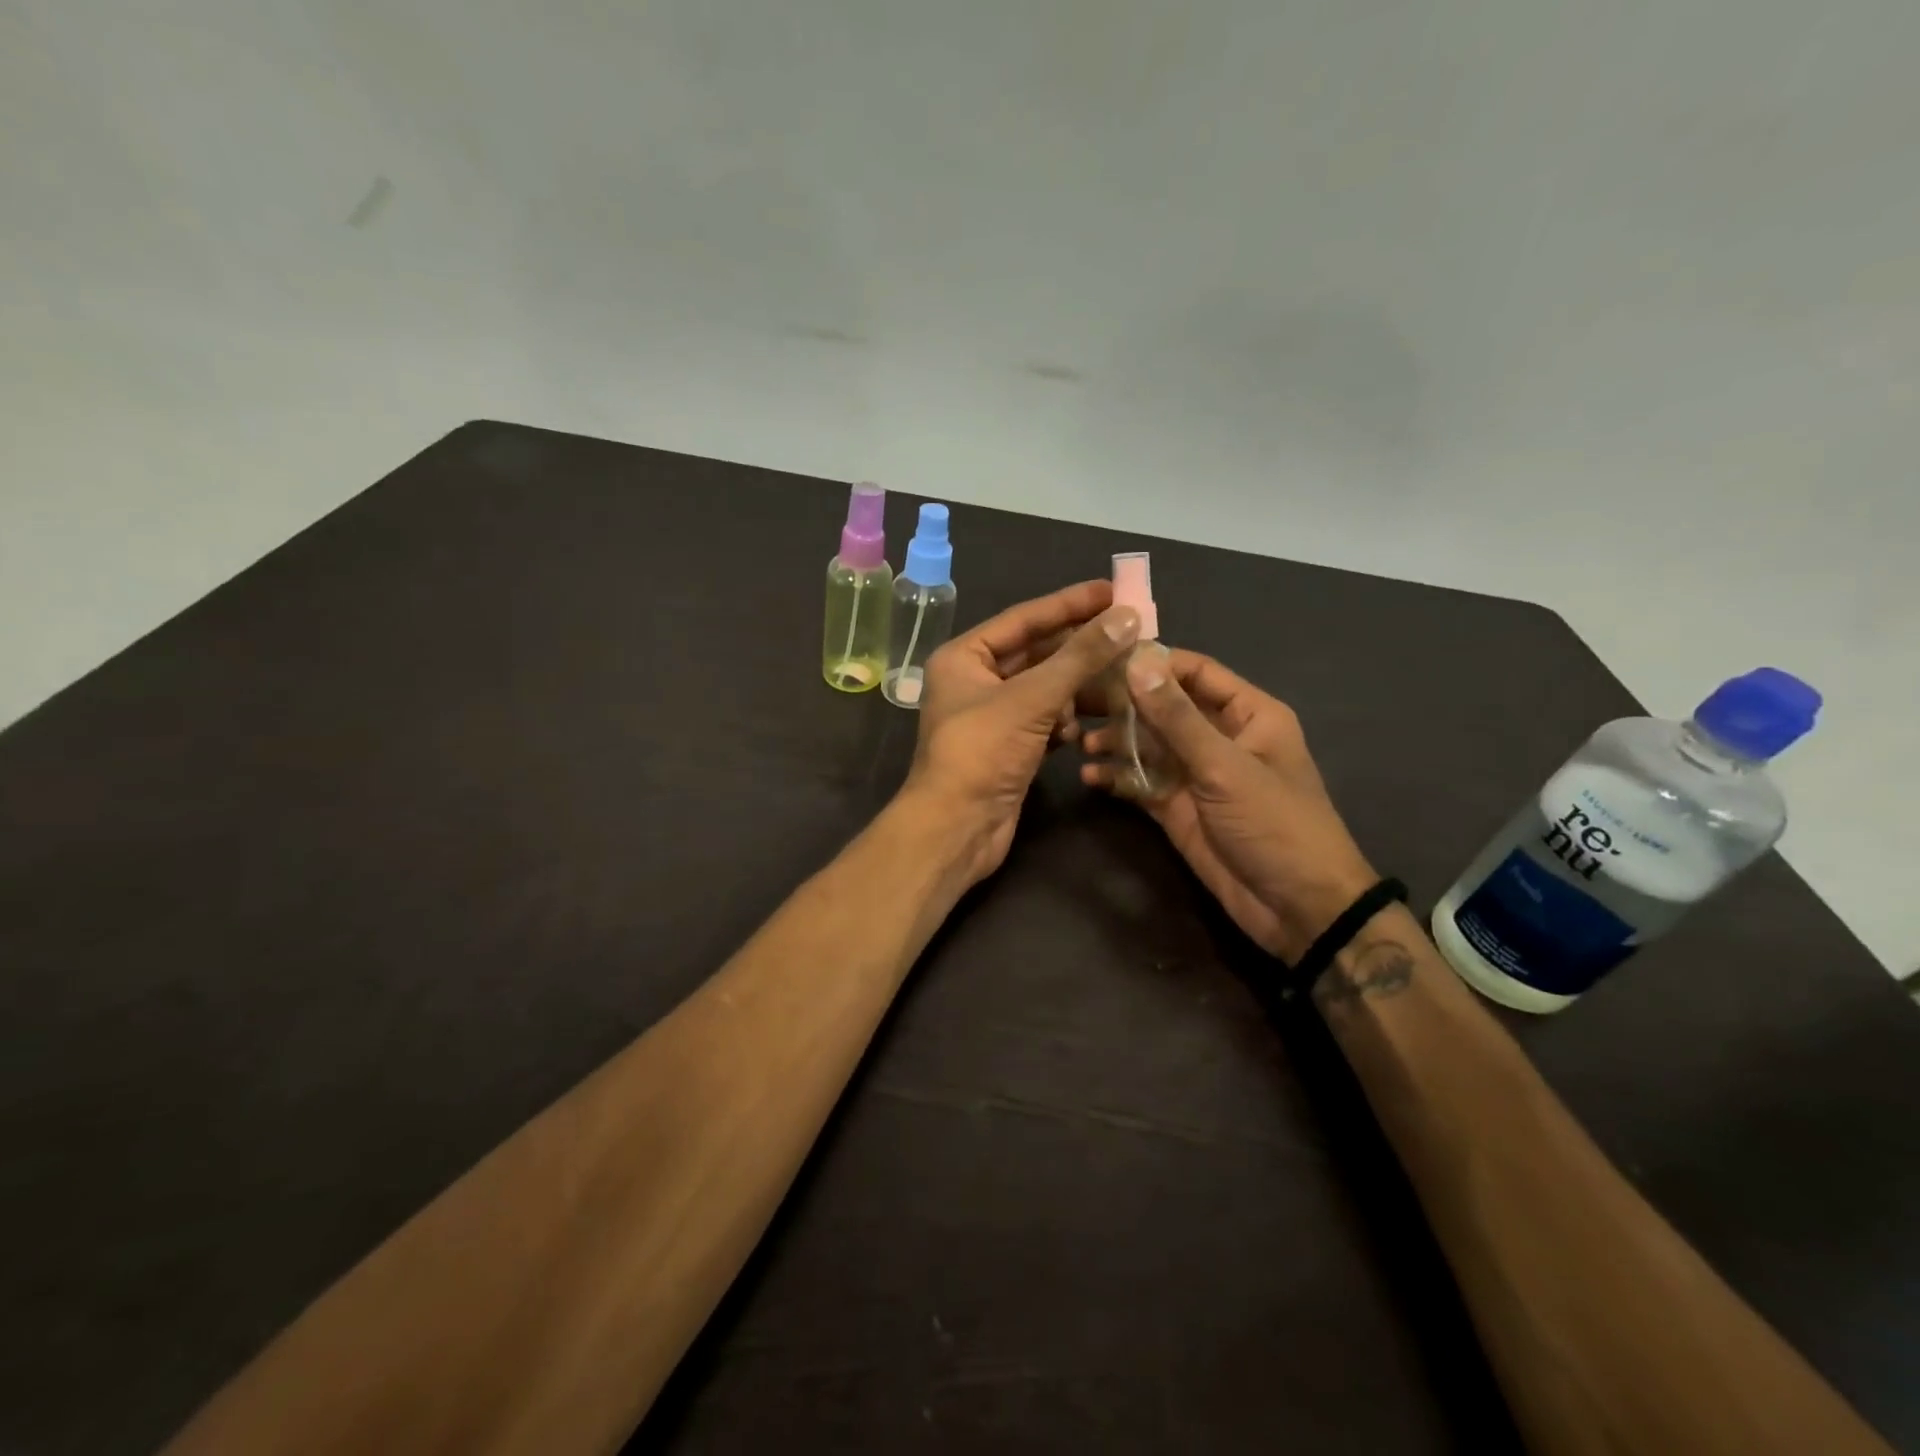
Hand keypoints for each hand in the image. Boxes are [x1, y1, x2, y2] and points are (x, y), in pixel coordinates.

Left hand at [905, 580, 1139, 885]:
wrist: (957, 828)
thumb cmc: (982, 752)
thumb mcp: (1032, 698)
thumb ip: (1080, 656)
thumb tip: (1127, 617)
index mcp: (964, 657)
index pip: (1024, 619)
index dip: (1069, 604)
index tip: (1113, 590)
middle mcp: (975, 681)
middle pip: (1038, 653)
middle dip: (1081, 649)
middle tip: (1131, 634)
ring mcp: (992, 716)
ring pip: (1045, 689)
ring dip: (1077, 689)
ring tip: (1120, 683)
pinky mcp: (1008, 747)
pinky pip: (1045, 720)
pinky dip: (1065, 722)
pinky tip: (1081, 730)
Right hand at [1080, 649, 1376, 961]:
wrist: (1297, 908)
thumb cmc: (1275, 824)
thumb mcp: (1225, 767)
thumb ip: (1177, 717)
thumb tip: (1137, 661)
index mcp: (1247, 714)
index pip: (1194, 672)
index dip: (1152, 662)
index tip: (1103, 657)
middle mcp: (1218, 737)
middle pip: (1164, 708)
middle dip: (1122, 704)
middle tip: (1076, 700)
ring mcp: (1195, 774)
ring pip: (1147, 745)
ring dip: (1115, 742)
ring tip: (1079, 742)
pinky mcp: (1177, 808)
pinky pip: (1141, 783)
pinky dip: (1117, 778)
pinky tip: (1090, 778)